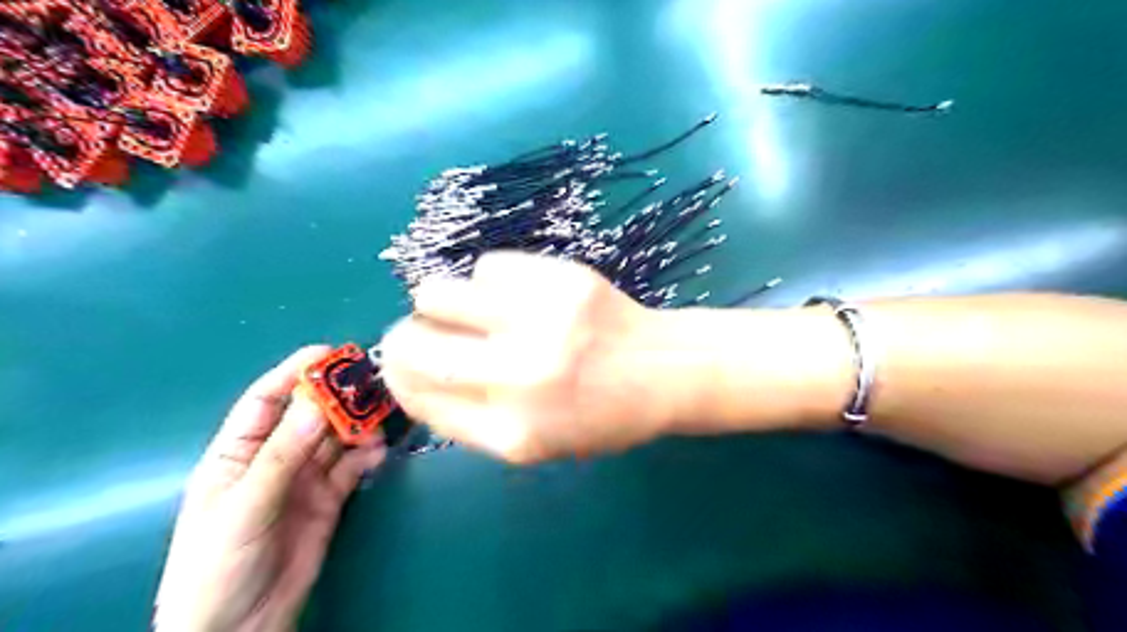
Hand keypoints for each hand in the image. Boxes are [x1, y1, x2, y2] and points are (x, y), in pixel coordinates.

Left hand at [153, 349, 385, 629]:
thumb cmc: (218, 564)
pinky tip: (379, 451)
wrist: (239, 629)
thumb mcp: (244, 506)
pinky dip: (368, 455)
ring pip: (336, 438)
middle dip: (338, 398)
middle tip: (371, 384)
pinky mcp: (329, 498)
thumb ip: (283, 455)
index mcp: (238, 453)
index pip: (266, 400)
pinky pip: (352, 467)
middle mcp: (274, 458)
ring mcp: (304, 478)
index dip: (295, 372)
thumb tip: (318, 403)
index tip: (331, 353)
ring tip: (381, 419)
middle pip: (310, 415)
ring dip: (358, 425)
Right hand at [378, 251, 675, 464]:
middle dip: (406, 338)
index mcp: (513, 433)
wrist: (666, 371)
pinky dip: (493, 282)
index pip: (417, 395)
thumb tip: (408, 374)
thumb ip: (469, 417)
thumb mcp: (535, 442)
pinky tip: (522, 295)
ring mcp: (542, 322)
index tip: (404, 364)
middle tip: (429, 333)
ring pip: (436, 292)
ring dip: (444, 303)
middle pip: (410, 344)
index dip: (398, 375)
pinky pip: (487, 266)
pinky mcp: (562, 279)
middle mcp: (521, 377)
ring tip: (478, 311)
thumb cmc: (600, 415)